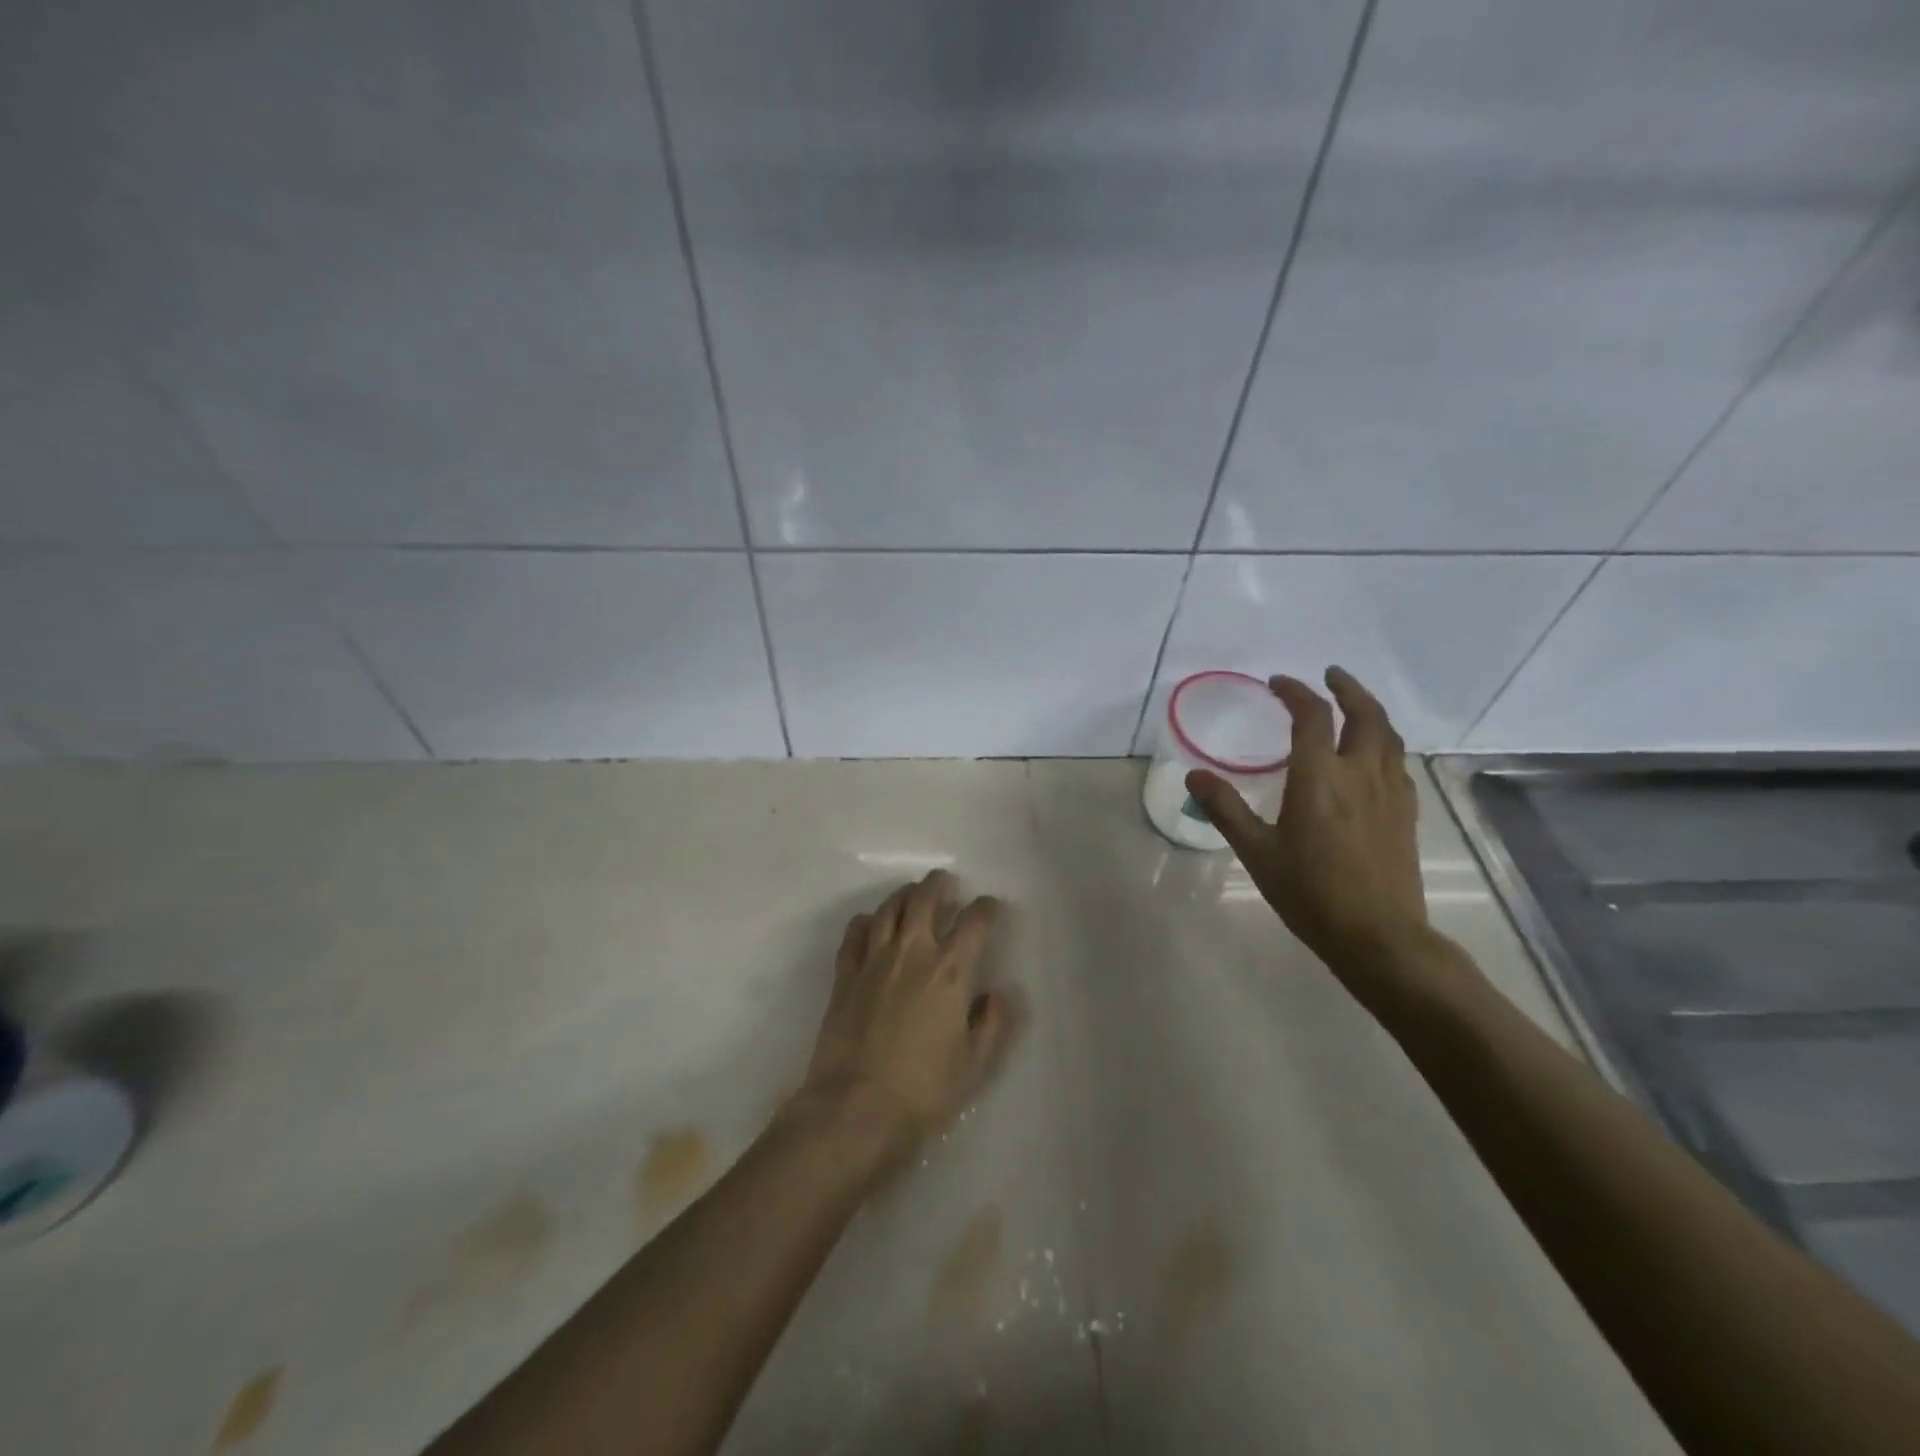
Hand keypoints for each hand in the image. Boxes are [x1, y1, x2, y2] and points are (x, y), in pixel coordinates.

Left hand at [798, 871, 1018, 1163]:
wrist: (855, 1108)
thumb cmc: (923, 1090)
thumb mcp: (974, 1065)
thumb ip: (992, 1024)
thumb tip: (998, 993)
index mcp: (951, 971)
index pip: (974, 922)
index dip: (986, 908)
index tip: (991, 907)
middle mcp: (913, 953)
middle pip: (924, 899)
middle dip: (939, 884)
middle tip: (946, 882)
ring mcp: (874, 960)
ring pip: (889, 909)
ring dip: (904, 895)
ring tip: (912, 895)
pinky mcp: (844, 975)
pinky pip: (854, 934)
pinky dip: (866, 921)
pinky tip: (870, 924)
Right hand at [1186, 667, 1428, 968]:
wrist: (1379, 936)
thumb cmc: (1311, 893)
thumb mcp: (1257, 852)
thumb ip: (1226, 809)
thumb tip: (1193, 776)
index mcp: (1320, 778)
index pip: (1312, 716)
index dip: (1295, 692)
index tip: (1277, 683)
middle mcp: (1360, 773)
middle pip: (1365, 714)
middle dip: (1347, 688)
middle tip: (1330, 676)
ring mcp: (1390, 792)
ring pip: (1388, 735)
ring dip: (1370, 711)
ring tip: (1352, 706)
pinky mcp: (1406, 813)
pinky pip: (1397, 762)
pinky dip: (1383, 743)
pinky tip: (1372, 757)